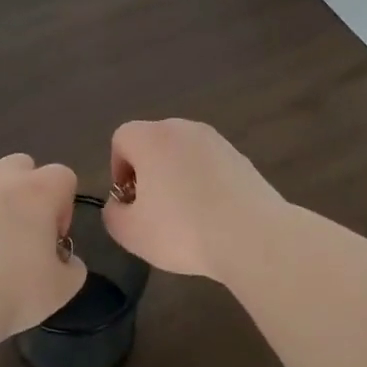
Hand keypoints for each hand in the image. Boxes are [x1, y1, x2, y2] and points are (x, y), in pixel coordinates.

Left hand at [0, 153, 88, 344]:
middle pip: (25, 165)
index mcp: (37, 191)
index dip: (65, 206)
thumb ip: (73, 267)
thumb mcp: (62, 288)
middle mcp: (2, 180)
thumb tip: (64, 260)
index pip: (64, 176)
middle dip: (32, 190)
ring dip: (1, 194)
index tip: (55, 238)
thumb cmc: (14, 293)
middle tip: (30, 230)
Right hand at [103, 120, 283, 282]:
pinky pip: (211, 167)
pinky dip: (205, 185)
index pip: (122, 138)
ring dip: (177, 179)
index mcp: (152, 138)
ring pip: (184, 155)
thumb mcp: (130, 232)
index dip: (117, 169)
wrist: (253, 237)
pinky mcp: (243, 159)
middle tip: (153, 210)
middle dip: (148, 173)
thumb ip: (113, 213)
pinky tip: (212, 218)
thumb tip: (121, 204)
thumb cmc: (182, 230)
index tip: (129, 201)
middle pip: (154, 143)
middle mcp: (185, 129)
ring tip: (185, 218)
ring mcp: (218, 142)